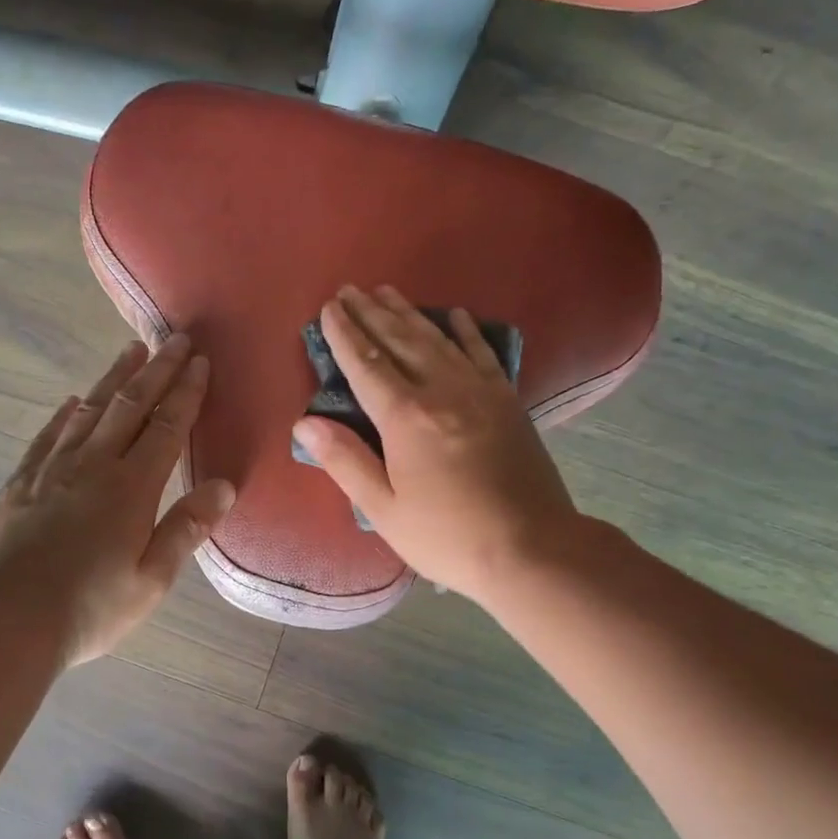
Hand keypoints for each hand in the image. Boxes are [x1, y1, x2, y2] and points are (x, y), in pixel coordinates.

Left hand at [0, 335, 235, 666]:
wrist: (7, 621)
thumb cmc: (90, 608)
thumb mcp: (151, 580)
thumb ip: (186, 528)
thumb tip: (224, 486)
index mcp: (131, 488)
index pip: (166, 427)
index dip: (186, 392)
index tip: (199, 361)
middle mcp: (92, 466)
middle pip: (130, 406)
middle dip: (156, 370)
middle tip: (173, 339)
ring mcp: (50, 471)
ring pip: (88, 412)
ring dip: (113, 379)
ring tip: (130, 351)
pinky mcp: (19, 484)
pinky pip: (47, 436)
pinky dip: (64, 414)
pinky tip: (73, 402)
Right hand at [291, 285, 578, 603]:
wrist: (532, 549)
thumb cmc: (448, 536)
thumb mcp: (385, 509)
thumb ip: (345, 461)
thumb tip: (304, 421)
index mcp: (406, 418)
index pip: (366, 365)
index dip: (344, 335)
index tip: (329, 308)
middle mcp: (442, 391)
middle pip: (400, 341)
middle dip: (370, 313)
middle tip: (350, 290)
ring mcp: (480, 391)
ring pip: (437, 339)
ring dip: (408, 313)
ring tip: (386, 291)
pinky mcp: (507, 400)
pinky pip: (481, 353)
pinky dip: (465, 330)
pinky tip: (453, 314)